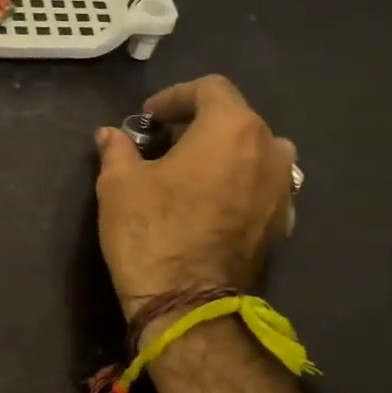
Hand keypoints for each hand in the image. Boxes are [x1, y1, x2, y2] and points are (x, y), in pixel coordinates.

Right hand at [94, 75, 296, 315]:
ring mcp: (282, 190)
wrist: (187, 304)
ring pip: (256, 152)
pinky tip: (208, 203)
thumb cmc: (150, 230)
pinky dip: (237, 183)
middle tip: (163, 142)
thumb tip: (109, 135)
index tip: (148, 118)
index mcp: (232, 128)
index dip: (175, 96)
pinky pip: (261, 186)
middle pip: (237, 118)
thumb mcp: (119, 183)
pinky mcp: (282, 224)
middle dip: (199, 124)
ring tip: (190, 171)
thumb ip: (117, 150)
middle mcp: (270, 150)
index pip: (210, 89)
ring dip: (224, 152)